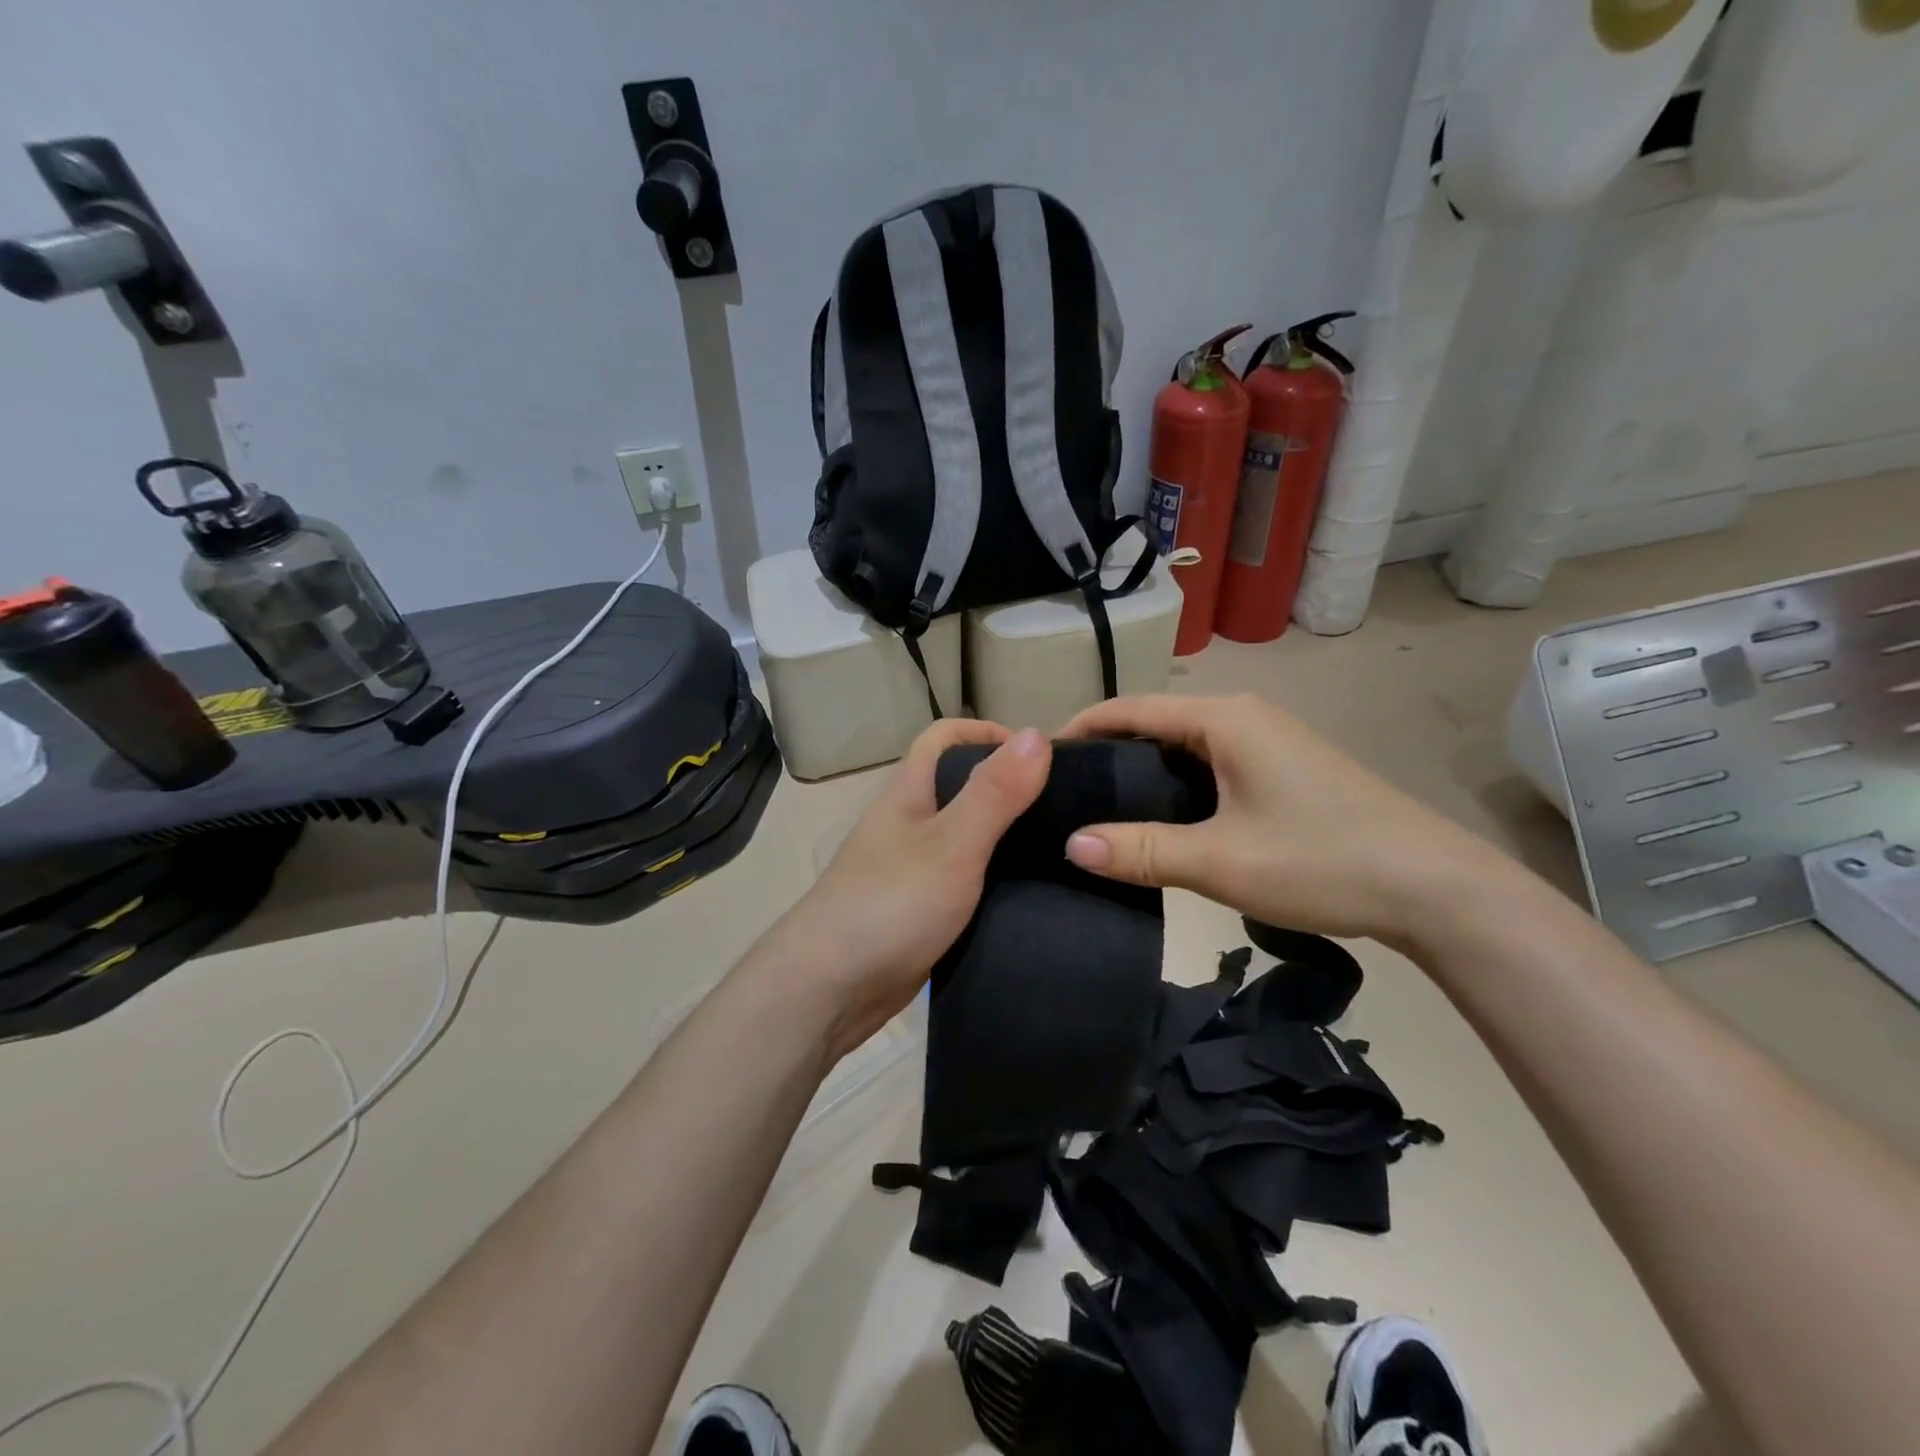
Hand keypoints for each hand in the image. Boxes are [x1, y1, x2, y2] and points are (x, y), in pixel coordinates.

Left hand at [767, 719, 1049, 1057]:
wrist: (830, 989)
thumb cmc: (890, 905)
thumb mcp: (951, 844)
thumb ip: (994, 793)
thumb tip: (1037, 733)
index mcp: (909, 793)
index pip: (943, 737)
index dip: (987, 733)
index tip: (1040, 757)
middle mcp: (908, 823)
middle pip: (959, 785)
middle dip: (1007, 786)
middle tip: (1063, 807)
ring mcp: (911, 868)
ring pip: (965, 836)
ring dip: (1005, 836)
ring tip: (1059, 849)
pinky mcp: (920, 910)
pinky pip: (963, 880)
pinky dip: (993, 879)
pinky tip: (1028, 895)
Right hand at [1059, 694, 1511, 950]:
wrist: (1434, 888)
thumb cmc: (1321, 860)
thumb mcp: (1220, 860)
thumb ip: (1141, 851)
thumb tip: (1071, 844)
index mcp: (1223, 719)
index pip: (1132, 709)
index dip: (1083, 728)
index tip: (1042, 760)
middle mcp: (1243, 718)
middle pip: (1156, 724)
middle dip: (1107, 753)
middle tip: (1063, 794)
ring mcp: (1268, 743)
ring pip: (1184, 747)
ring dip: (1142, 772)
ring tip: (1099, 810)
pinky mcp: (1283, 770)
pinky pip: (1210, 765)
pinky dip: (1175, 785)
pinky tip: (1161, 821)